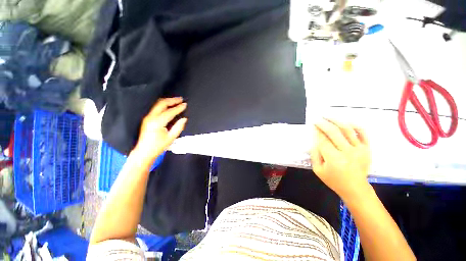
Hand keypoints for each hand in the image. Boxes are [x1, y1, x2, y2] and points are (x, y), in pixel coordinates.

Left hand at [133, 98, 186, 161]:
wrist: (143, 152)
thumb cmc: (158, 146)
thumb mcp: (171, 138)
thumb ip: (178, 127)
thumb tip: (184, 119)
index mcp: (157, 122)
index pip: (170, 112)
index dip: (178, 108)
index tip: (185, 105)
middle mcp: (151, 117)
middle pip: (161, 103)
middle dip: (172, 100)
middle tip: (181, 99)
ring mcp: (147, 117)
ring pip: (157, 104)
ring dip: (167, 101)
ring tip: (176, 101)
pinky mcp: (147, 118)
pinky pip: (155, 107)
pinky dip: (163, 104)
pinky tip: (168, 105)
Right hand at [310, 119, 370, 200]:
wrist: (355, 188)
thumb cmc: (334, 180)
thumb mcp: (317, 169)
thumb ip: (315, 153)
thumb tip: (315, 139)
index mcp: (334, 159)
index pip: (323, 140)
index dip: (317, 131)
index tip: (313, 125)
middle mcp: (347, 152)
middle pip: (334, 132)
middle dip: (324, 124)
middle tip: (318, 119)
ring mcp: (359, 149)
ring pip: (347, 129)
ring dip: (336, 121)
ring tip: (329, 117)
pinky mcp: (367, 149)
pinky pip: (362, 133)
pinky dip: (354, 125)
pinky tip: (346, 122)